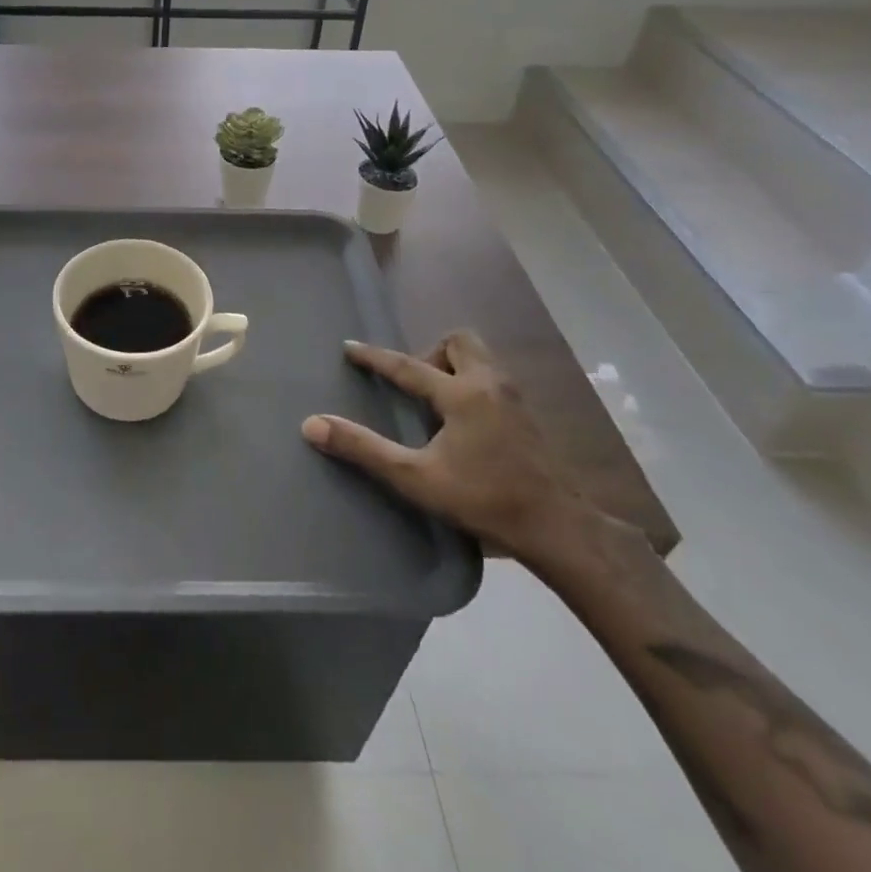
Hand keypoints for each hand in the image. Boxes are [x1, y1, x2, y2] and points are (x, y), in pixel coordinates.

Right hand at [302, 330, 587, 558]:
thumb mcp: (415, 478)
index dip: (374, 357)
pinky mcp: (528, 417)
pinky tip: (463, 422)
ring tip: (435, 402)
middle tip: (415, 385)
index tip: (349, 348)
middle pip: (458, 342)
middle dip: (430, 352)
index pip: (407, 365)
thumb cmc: (484, 500)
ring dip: (453, 367)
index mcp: (461, 394)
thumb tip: (312, 425)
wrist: (558, 530)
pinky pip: (493, 379)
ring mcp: (514, 399)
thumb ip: (363, 449)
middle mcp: (489, 384)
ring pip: (480, 358)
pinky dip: (471, 384)